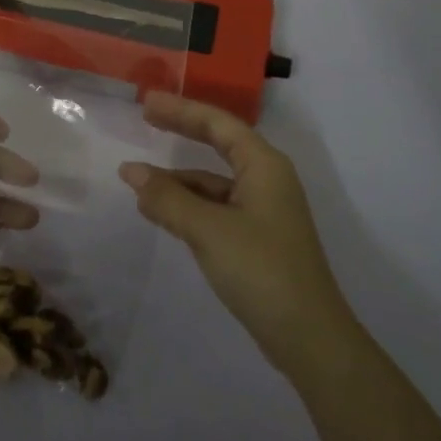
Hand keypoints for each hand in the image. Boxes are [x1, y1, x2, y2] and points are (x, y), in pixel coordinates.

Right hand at [120, 92, 355, 380]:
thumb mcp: (208, 230)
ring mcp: (263, 210)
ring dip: (179, 178)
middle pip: (219, 143)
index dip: (181, 109)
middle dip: (183, 130)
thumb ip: (167, 198)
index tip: (147, 102)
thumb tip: (131, 171)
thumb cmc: (261, 269)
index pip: (218, 123)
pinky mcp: (257, 238)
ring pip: (214, 180)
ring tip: (138, 179)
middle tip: (146, 117)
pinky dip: (188, 204)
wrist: (309, 338)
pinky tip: (161, 212)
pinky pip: (216, 206)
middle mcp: (267, 179)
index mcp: (264, 165)